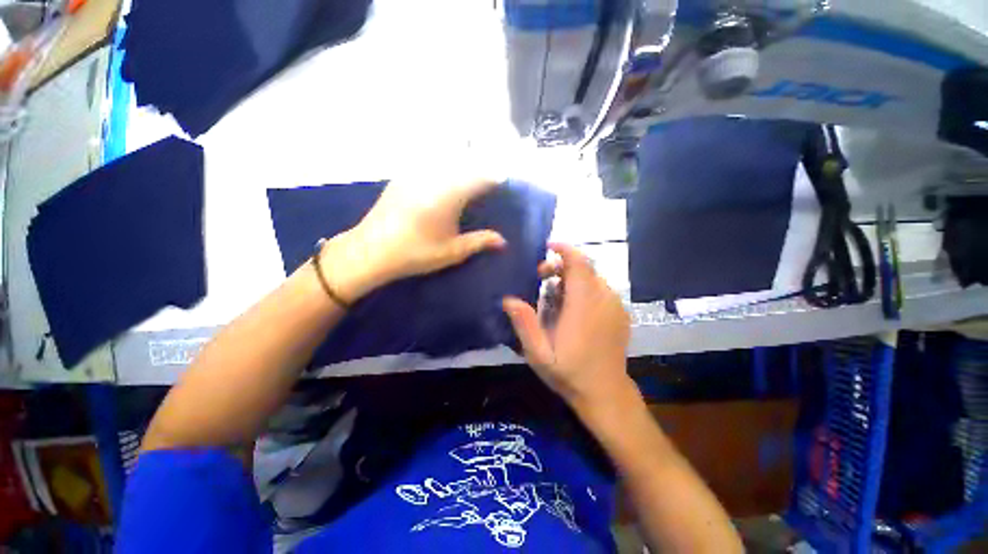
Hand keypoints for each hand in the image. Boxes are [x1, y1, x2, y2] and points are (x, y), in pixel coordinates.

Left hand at [320, 176, 505, 301]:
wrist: (371, 251)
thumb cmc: (415, 253)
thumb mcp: (452, 251)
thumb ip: (479, 242)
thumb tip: (503, 241)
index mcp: (450, 195)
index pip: (481, 177)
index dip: (495, 178)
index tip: (503, 185)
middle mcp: (434, 177)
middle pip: (464, 161)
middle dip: (480, 166)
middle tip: (488, 179)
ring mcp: (416, 174)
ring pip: (445, 158)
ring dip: (460, 162)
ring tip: (468, 175)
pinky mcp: (402, 177)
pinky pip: (427, 163)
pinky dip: (441, 165)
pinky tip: (445, 188)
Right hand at [502, 243, 633, 411]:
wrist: (606, 394)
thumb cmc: (570, 373)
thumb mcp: (539, 354)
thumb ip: (524, 324)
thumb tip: (508, 299)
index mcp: (584, 305)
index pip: (579, 264)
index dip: (564, 250)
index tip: (548, 247)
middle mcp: (604, 299)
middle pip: (585, 268)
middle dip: (561, 266)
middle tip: (541, 278)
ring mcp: (615, 306)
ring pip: (592, 278)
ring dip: (571, 279)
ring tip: (553, 297)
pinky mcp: (620, 313)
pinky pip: (601, 290)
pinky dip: (583, 289)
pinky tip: (572, 309)